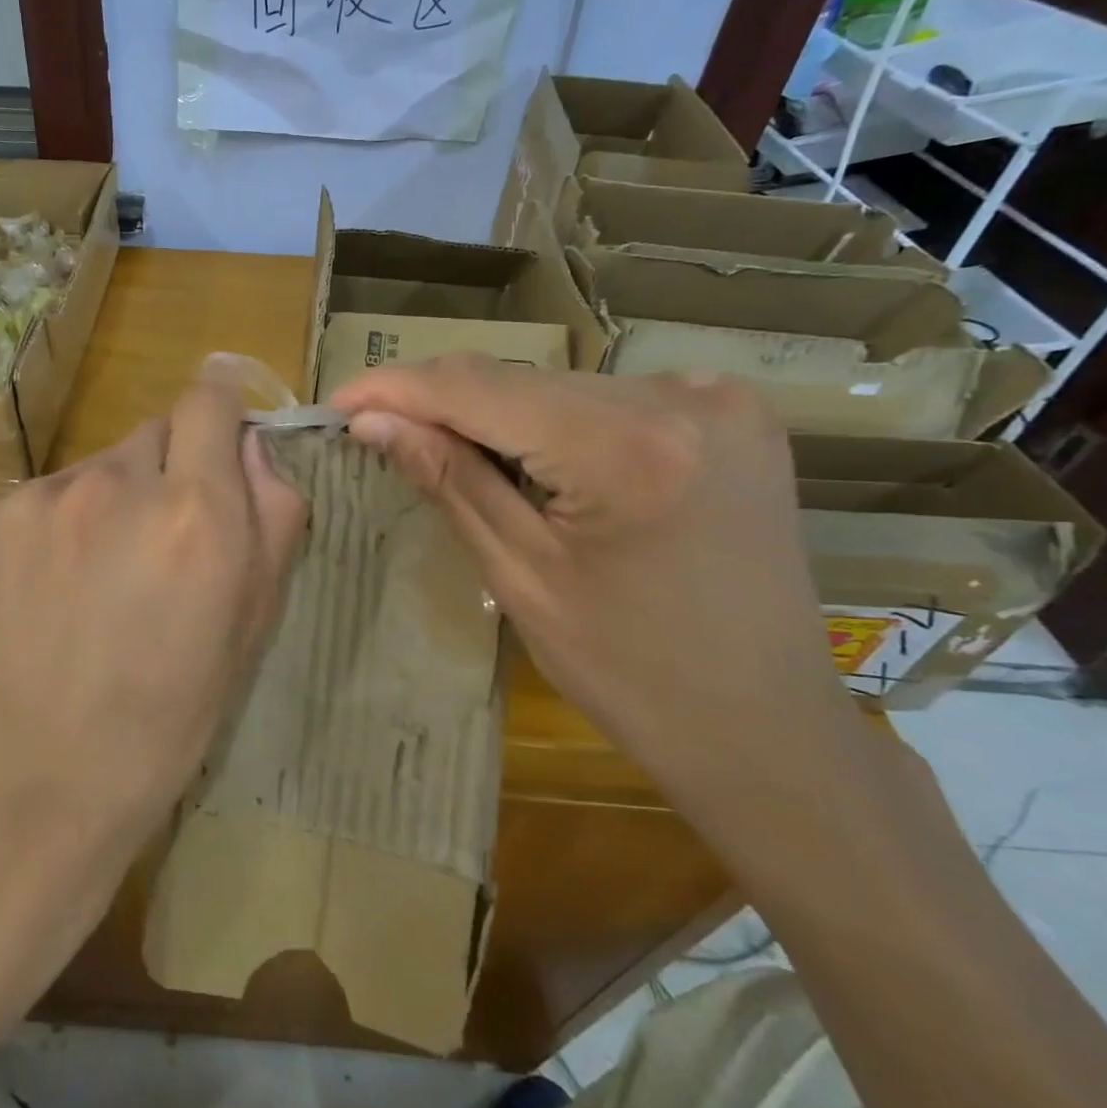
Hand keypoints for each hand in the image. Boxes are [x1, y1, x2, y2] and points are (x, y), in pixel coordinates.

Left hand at [0, 369, 308, 891]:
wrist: (38, 786)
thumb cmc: (169, 717)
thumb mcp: (254, 622)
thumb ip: (272, 514)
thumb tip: (253, 444)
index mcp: (195, 512)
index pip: (210, 398)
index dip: (224, 405)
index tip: (224, 429)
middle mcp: (115, 484)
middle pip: (156, 432)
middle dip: (172, 470)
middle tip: (163, 543)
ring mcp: (40, 498)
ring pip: (100, 466)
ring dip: (114, 500)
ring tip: (101, 579)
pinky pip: (46, 497)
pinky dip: (61, 526)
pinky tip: (52, 592)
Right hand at [330, 356, 867, 809]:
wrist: (767, 726)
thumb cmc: (631, 672)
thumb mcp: (519, 576)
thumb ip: (447, 479)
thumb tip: (372, 421)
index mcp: (627, 449)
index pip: (479, 388)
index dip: (397, 387)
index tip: (339, 401)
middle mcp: (682, 397)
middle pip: (520, 382)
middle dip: (443, 405)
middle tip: (381, 433)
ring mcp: (716, 397)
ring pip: (559, 387)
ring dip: (496, 415)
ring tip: (453, 457)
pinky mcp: (729, 411)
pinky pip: (605, 399)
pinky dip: (552, 422)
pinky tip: (534, 463)